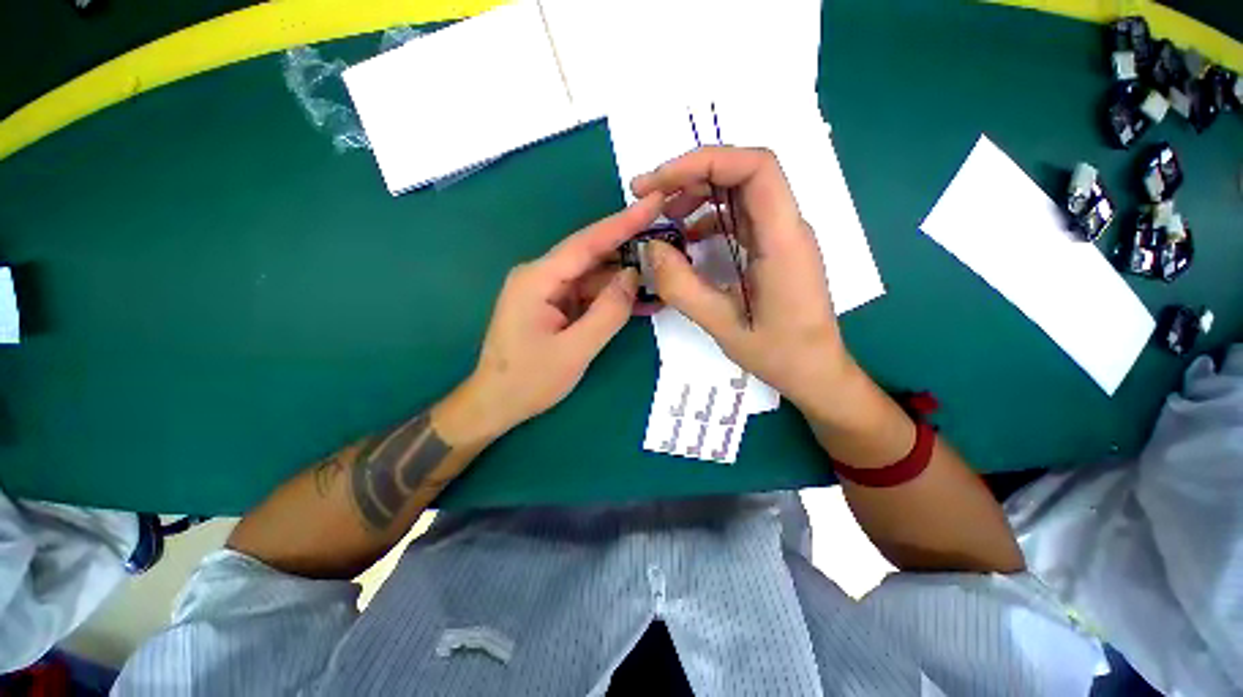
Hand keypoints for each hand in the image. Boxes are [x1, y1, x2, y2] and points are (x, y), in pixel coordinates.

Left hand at [467, 194, 663, 434]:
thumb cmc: (529, 380)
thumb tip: (632, 276)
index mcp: (538, 279)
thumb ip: (608, 312)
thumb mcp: (575, 350)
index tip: (654, 203)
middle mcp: (540, 276)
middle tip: (668, 242)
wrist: (496, 403)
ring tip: (661, 276)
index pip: (587, 243)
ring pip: (592, 276)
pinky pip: (587, 294)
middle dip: (629, 249)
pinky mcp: (553, 305)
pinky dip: (611, 298)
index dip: (623, 222)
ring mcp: (546, 290)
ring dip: (624, 279)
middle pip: (591, 255)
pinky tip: (638, 300)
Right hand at [631, 146, 858, 416]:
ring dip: (700, 194)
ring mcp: (782, 236)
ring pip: (741, 192)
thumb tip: (651, 248)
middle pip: (744, 172)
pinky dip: (710, 217)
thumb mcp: (721, 325)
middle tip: (650, 196)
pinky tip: (689, 238)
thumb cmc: (778, 353)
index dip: (705, 161)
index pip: (756, 168)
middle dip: (693, 175)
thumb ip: (682, 287)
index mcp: (783, 241)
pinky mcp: (774, 248)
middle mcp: (787, 227)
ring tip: (665, 216)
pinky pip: (741, 217)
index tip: (661, 182)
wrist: (815, 371)